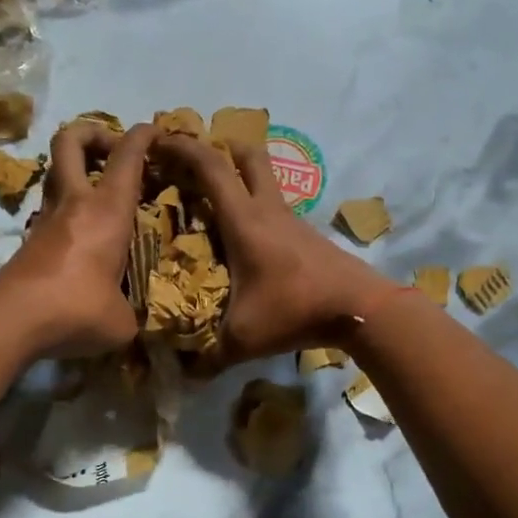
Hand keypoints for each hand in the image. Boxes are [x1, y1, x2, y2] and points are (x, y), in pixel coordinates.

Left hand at [0, 120, 158, 357]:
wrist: (12, 322)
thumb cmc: (77, 309)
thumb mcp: (121, 320)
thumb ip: (132, 311)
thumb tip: (129, 319)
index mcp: (107, 211)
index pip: (127, 156)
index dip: (143, 135)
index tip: (156, 131)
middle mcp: (74, 203)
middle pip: (71, 140)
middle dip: (94, 133)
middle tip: (114, 153)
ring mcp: (46, 218)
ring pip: (56, 171)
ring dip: (78, 170)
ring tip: (103, 193)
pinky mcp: (29, 239)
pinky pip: (52, 206)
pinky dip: (69, 207)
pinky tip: (86, 234)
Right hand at [156, 134, 394, 365]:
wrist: (359, 308)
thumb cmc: (295, 311)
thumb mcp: (243, 339)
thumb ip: (208, 358)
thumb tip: (181, 376)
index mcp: (244, 221)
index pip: (211, 167)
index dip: (183, 148)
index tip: (158, 140)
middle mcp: (267, 210)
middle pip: (246, 155)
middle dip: (218, 145)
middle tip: (193, 158)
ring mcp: (291, 219)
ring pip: (264, 179)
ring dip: (239, 175)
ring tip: (213, 196)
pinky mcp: (305, 234)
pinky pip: (273, 206)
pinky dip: (254, 205)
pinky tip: (244, 235)